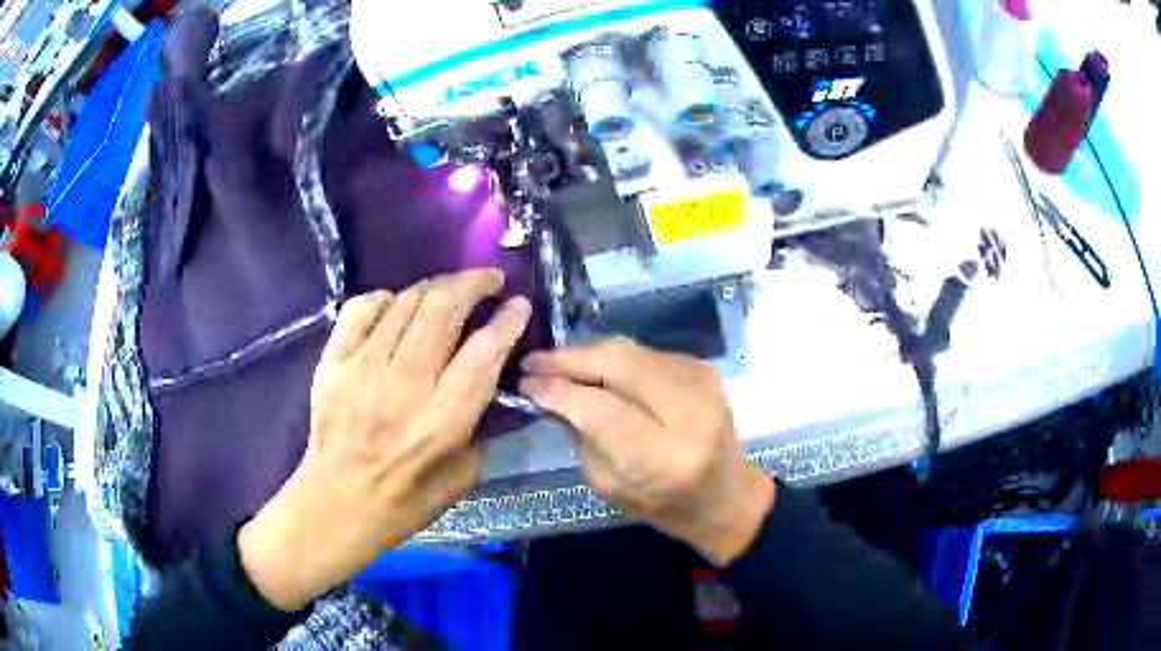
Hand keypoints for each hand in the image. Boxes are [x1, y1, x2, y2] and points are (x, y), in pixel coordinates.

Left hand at [239, 270, 530, 610]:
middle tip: (488, 280)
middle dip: (473, 283)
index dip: (508, 319)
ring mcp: (364, 367)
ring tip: (447, 291)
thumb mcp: (464, 474)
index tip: (519, 303)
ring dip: (434, 287)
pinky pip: (361, 308)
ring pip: (405, 301)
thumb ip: (480, 425)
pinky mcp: (333, 361)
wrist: (337, 503)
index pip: (484, 350)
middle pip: (443, 308)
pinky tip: (395, 307)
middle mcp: (405, 383)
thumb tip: (489, 382)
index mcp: (444, 418)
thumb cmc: (406, 500)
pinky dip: (385, 298)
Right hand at [519, 339, 774, 565]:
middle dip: (568, 359)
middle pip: (616, 363)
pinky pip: (644, 353)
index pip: (600, 408)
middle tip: (532, 363)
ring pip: (628, 350)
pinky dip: (612, 359)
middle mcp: (689, 410)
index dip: (558, 390)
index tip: (525, 383)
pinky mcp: (703, 367)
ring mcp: (701, 381)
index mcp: (665, 456)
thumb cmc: (663, 504)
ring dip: (587, 354)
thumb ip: (580, 435)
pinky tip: (592, 369)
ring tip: (555, 364)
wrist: (725, 494)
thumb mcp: (609, 484)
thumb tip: (548, 391)